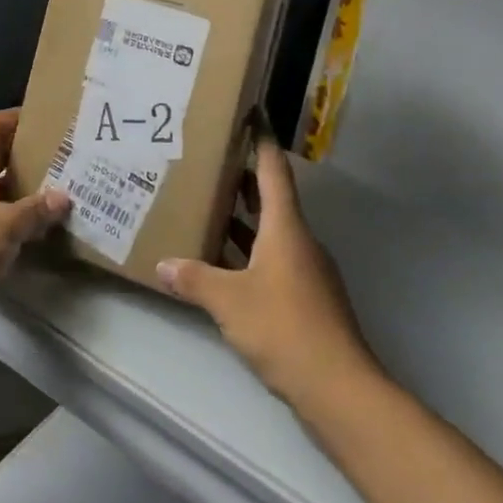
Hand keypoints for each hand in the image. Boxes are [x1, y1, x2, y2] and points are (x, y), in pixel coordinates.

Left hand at [0, 109, 69, 355]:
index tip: (48, 123)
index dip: (16, 118)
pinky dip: (11, 220)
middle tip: (62, 159)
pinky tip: (36, 231)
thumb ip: (36, 210)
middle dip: (26, 155)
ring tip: (58, 193)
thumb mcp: (5, 227)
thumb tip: (64, 197)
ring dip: (21, 190)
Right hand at [156, 132, 377, 409]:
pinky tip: (224, 265)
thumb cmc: (285, 328)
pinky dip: (250, 252)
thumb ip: (195, 280)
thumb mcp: (229, 301)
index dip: (262, 141)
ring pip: (272, 232)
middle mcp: (300, 241)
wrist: (339, 388)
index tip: (252, 114)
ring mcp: (307, 271)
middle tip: (210, 161)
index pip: (273, 171)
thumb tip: (163, 265)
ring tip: (208, 207)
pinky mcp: (307, 298)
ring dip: (244, 219)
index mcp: (286, 228)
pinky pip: (273, 260)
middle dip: (244, 179)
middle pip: (272, 199)